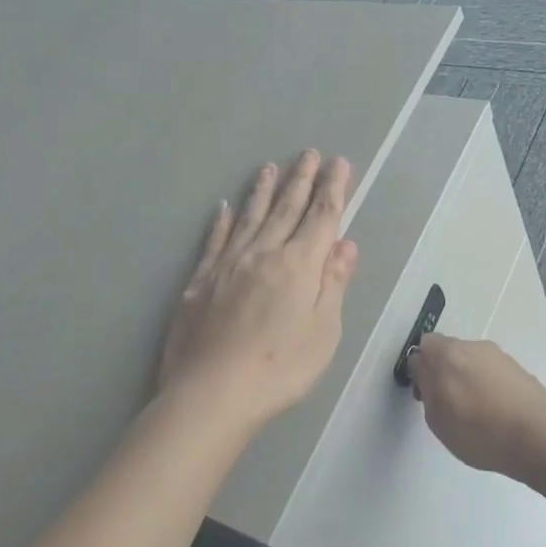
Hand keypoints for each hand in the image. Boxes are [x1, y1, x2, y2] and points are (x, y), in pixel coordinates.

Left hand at [157, 151, 359, 435]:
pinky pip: (214, 240)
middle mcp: (263, 253)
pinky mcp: (200, 280)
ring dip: (263, 190)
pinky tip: (224, 207)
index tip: (339, 163)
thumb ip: (333, 284)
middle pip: (286, 209)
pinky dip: (221, 221)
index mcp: (299, 265)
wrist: (212, 393)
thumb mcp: (324, 332)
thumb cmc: (280, 368)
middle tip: (309, 153)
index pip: (321, 217)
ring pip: (250, 217)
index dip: (333, 189)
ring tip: (270, 167)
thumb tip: (345, 244)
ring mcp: (228, 264)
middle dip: (302, 179)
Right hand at [406, 335, 545, 479]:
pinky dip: (488, 388)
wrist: (538, 436)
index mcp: (448, 353)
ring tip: (476, 415)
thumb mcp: (437, 418)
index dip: (420, 368)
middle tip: (448, 406)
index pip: (424, 345)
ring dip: (468, 381)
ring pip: (473, 363)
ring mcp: (500, 356)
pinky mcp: (520, 370)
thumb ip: (426, 387)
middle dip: (444, 374)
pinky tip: (496, 415)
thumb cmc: (478, 431)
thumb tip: (423, 368)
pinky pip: (493, 374)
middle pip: (450, 352)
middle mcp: (474, 346)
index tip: (424, 394)